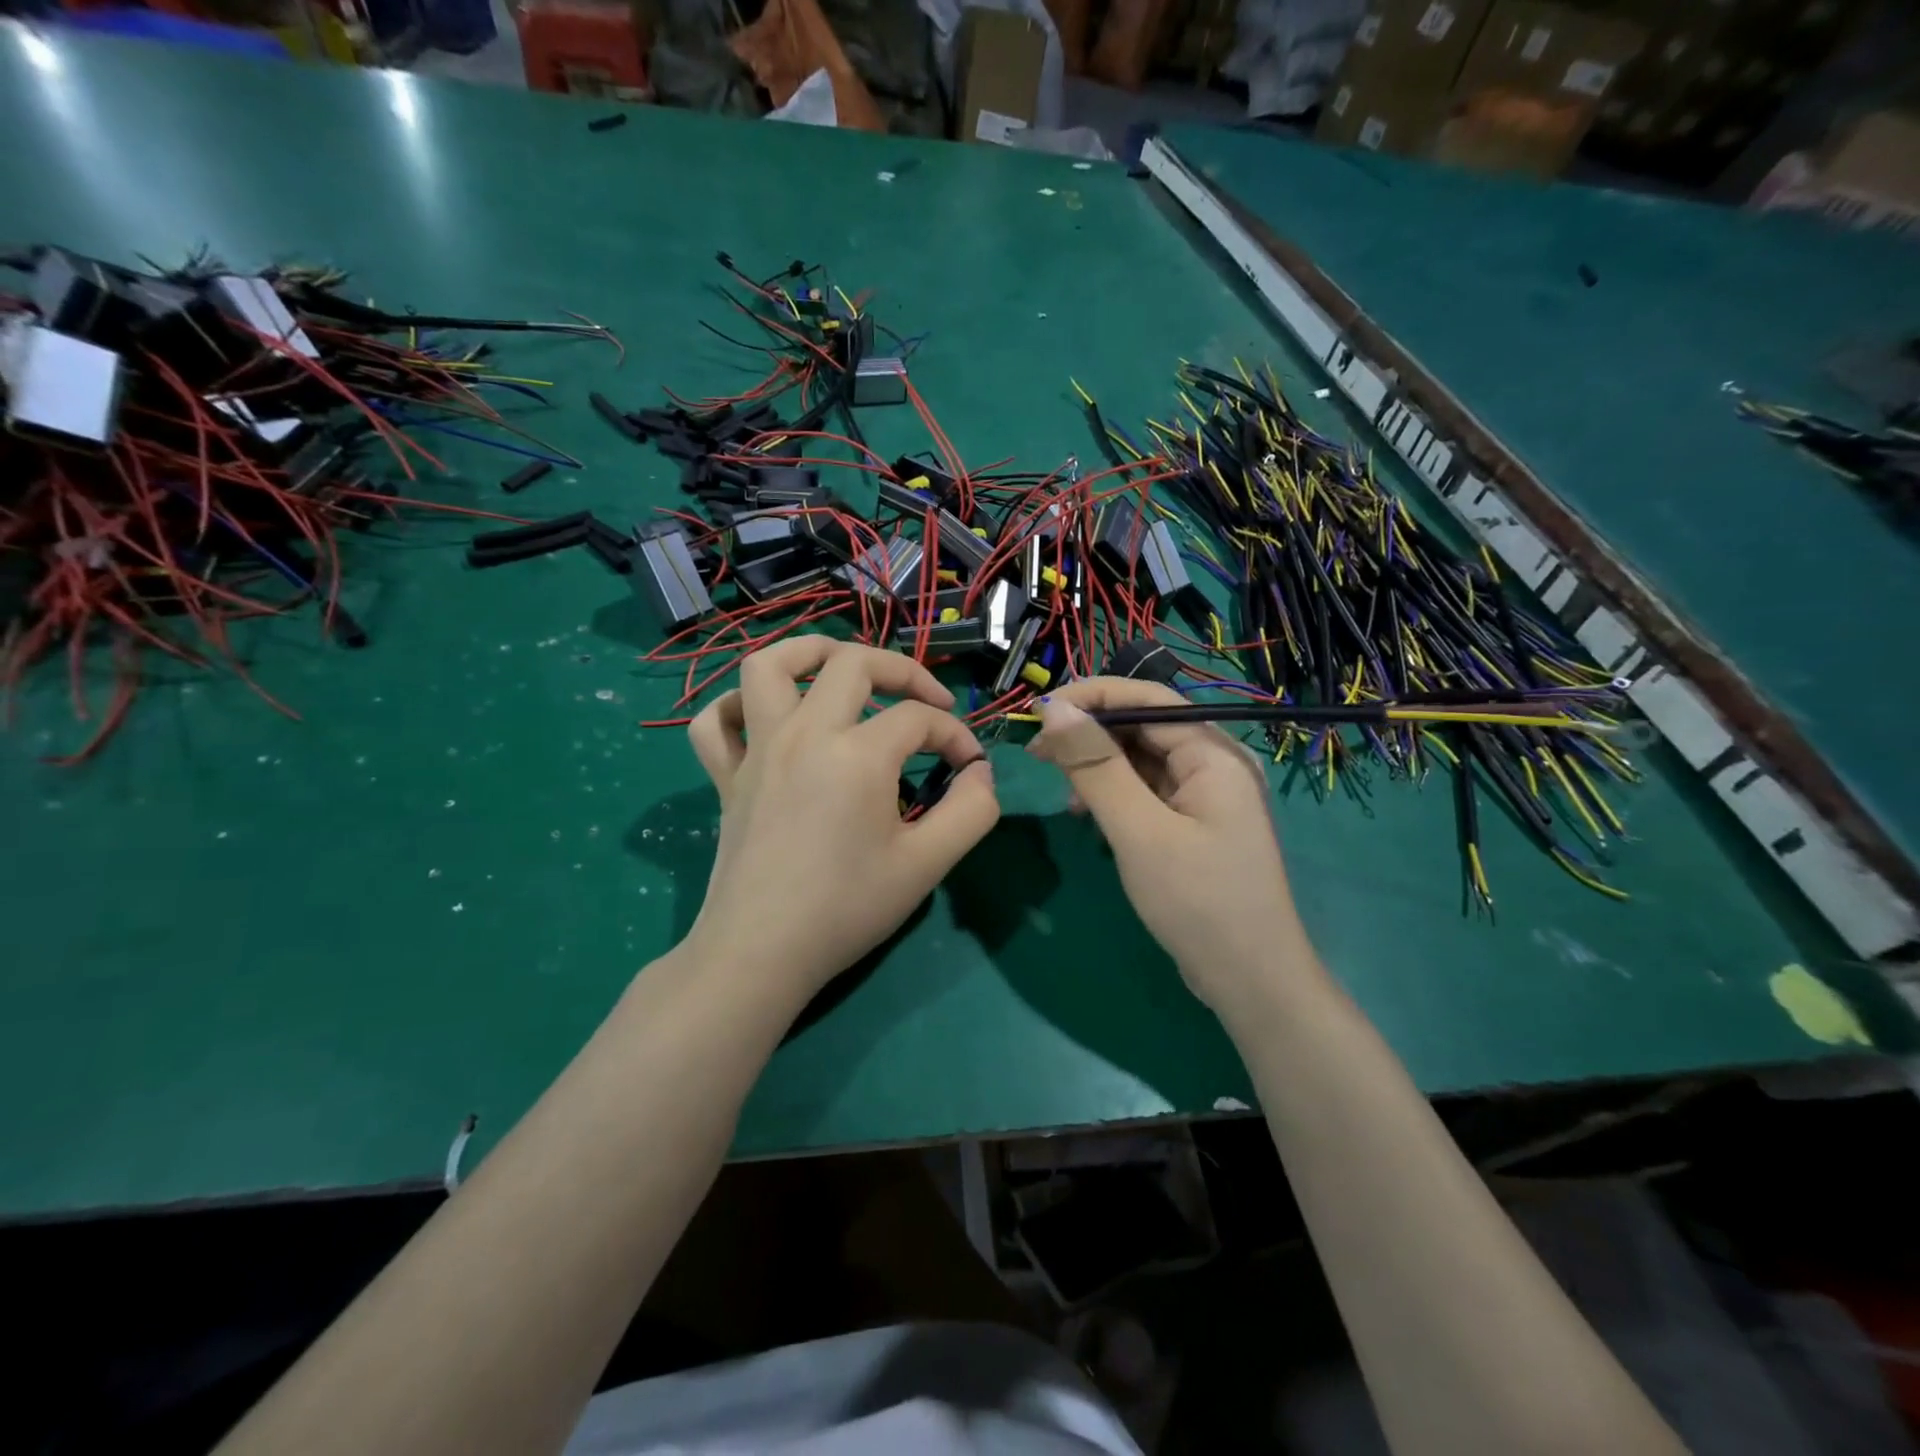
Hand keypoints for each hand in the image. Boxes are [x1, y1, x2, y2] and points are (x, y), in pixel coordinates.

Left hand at [683, 637, 999, 1003]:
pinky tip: (765, 720)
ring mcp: (757, 750)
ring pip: (769, 666)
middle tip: (926, 702)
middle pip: (853, 663)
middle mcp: (804, 734)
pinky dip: (737, 707)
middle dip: (902, 671)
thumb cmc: (847, 908)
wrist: (761, 952)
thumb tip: (981, 773)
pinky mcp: (726, 776)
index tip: (970, 770)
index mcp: (857, 754)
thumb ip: (971, 811)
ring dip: (810, 654)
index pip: (920, 718)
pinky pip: (715, 722)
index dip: (956, 736)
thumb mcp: (928, 864)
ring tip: (841, 671)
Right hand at [1026, 678, 1318, 1012]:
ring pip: (1141, 760)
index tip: (1038, 709)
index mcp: (1213, 753)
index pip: (1148, 699)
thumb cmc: (1197, 901)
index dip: (1091, 696)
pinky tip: (1087, 814)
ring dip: (1097, 765)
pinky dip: (1113, 794)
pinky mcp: (1193, 824)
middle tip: (1036, 751)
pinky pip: (1147, 791)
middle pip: (1143, 727)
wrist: (1250, 982)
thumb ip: (1095, 766)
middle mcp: (1214, 764)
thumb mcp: (1138, 831)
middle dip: (1089, 732)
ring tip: (1057, 786)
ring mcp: (1205, 796)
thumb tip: (1054, 708)